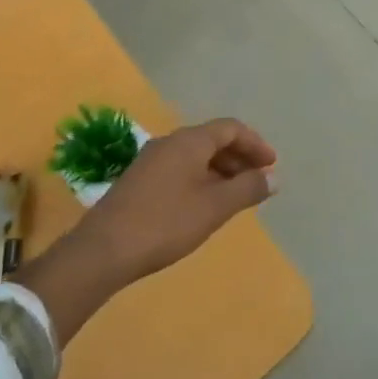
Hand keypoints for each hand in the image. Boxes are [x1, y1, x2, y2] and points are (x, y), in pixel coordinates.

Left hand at [17, 119, 276, 345]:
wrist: (103, 250)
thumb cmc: (166, 223)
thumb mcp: (214, 207)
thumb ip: (247, 188)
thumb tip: (273, 177)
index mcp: (189, 141)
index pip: (230, 128)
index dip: (255, 144)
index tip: (272, 166)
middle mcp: (169, 143)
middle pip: (212, 140)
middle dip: (239, 158)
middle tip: (258, 182)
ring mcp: (151, 161)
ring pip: (195, 156)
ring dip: (220, 170)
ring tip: (236, 196)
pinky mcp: (139, 181)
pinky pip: (180, 170)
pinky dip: (201, 179)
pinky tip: (205, 205)